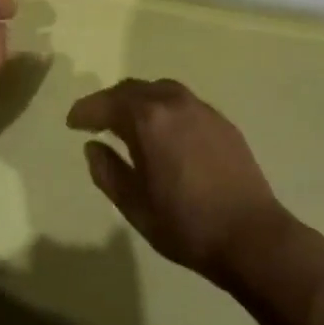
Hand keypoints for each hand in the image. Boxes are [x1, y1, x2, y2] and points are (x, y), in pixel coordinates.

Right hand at [68, 79, 300, 290]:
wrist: (251, 236)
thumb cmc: (186, 224)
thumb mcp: (134, 205)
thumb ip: (107, 171)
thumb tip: (93, 146)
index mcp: (148, 120)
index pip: (107, 104)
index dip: (85, 111)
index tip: (72, 122)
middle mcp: (174, 103)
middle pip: (133, 89)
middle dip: (110, 101)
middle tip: (95, 120)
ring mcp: (202, 109)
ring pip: (160, 90)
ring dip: (138, 100)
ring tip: (128, 121)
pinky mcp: (222, 122)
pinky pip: (183, 102)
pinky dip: (163, 108)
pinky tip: (163, 131)